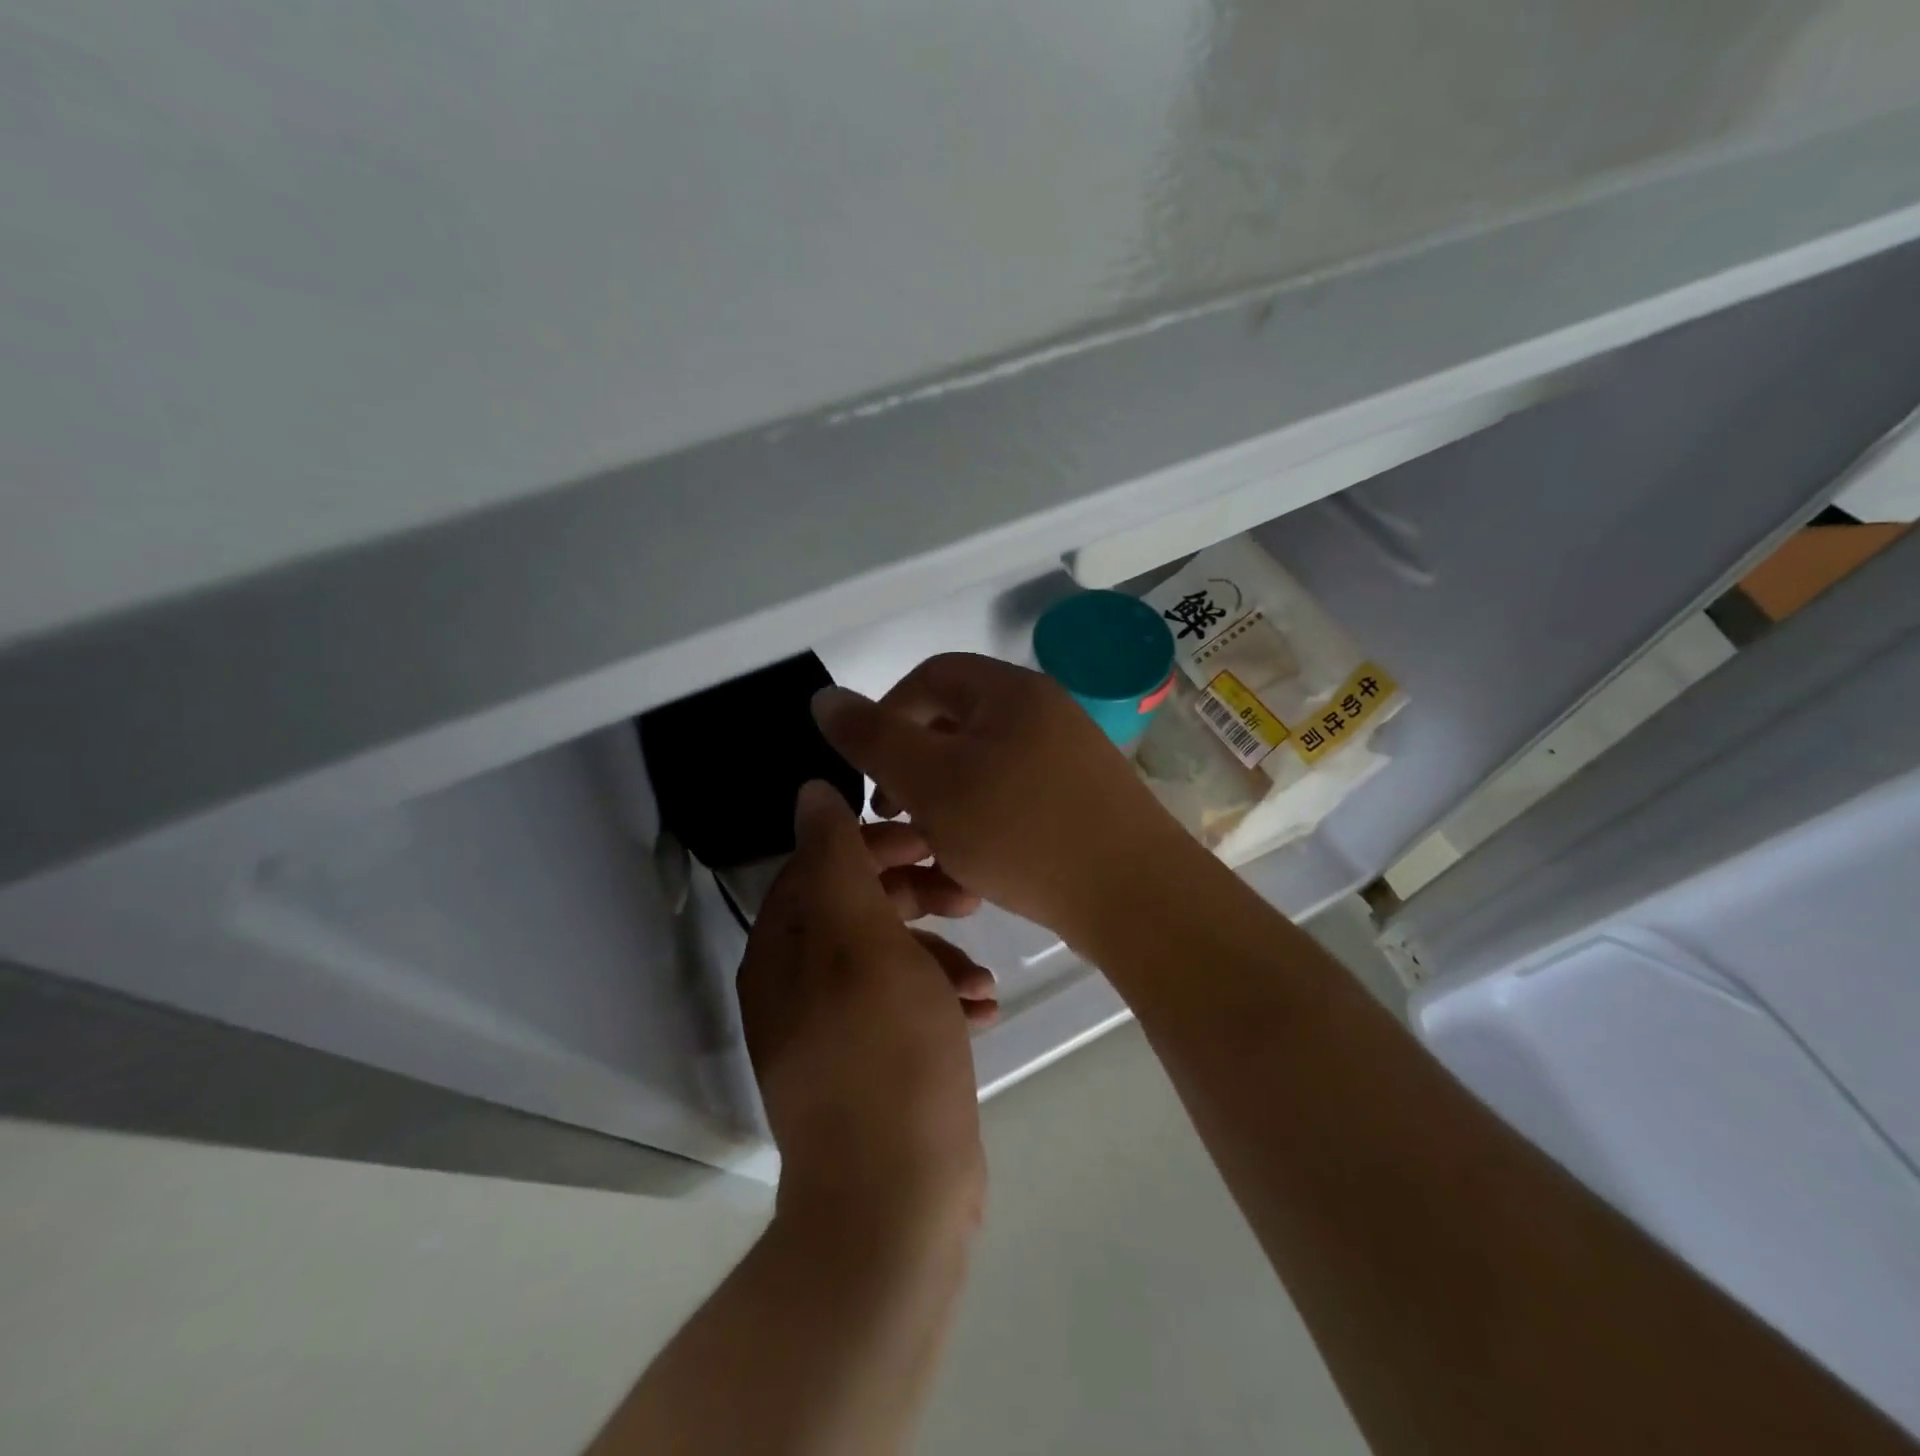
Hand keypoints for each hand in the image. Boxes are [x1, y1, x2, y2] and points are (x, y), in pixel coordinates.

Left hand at [738, 781, 992, 1235]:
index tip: (933, 841)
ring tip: (983, 978)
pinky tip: (982, 1012)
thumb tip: (810, 793)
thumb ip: (837, 861)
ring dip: (940, 953)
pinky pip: (908, 1005)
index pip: (822, 862)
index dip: (878, 841)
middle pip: (859, 906)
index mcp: (785, 948)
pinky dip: (943, 998)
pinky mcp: (874, 1062)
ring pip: (891, 955)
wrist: (895, 1201)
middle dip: (917, 895)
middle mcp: (799, 982)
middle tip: (969, 895)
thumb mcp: (863, 941)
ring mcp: (836, 1026)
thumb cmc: (884, 1054)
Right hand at [811, 653, 1193, 944]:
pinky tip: (979, 860)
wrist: (1133, 896)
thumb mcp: (931, 782)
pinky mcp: (1085, 798)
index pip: (931, 676)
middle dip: (916, 763)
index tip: (870, 770)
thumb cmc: (1021, 831)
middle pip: (958, 720)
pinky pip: (1017, 794)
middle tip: (896, 814)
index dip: (888, 713)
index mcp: (1011, 691)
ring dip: (948, 797)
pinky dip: (986, 818)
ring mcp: (1071, 755)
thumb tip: (824, 697)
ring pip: (985, 764)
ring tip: (932, 843)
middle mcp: (1046, 710)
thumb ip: (874, 738)